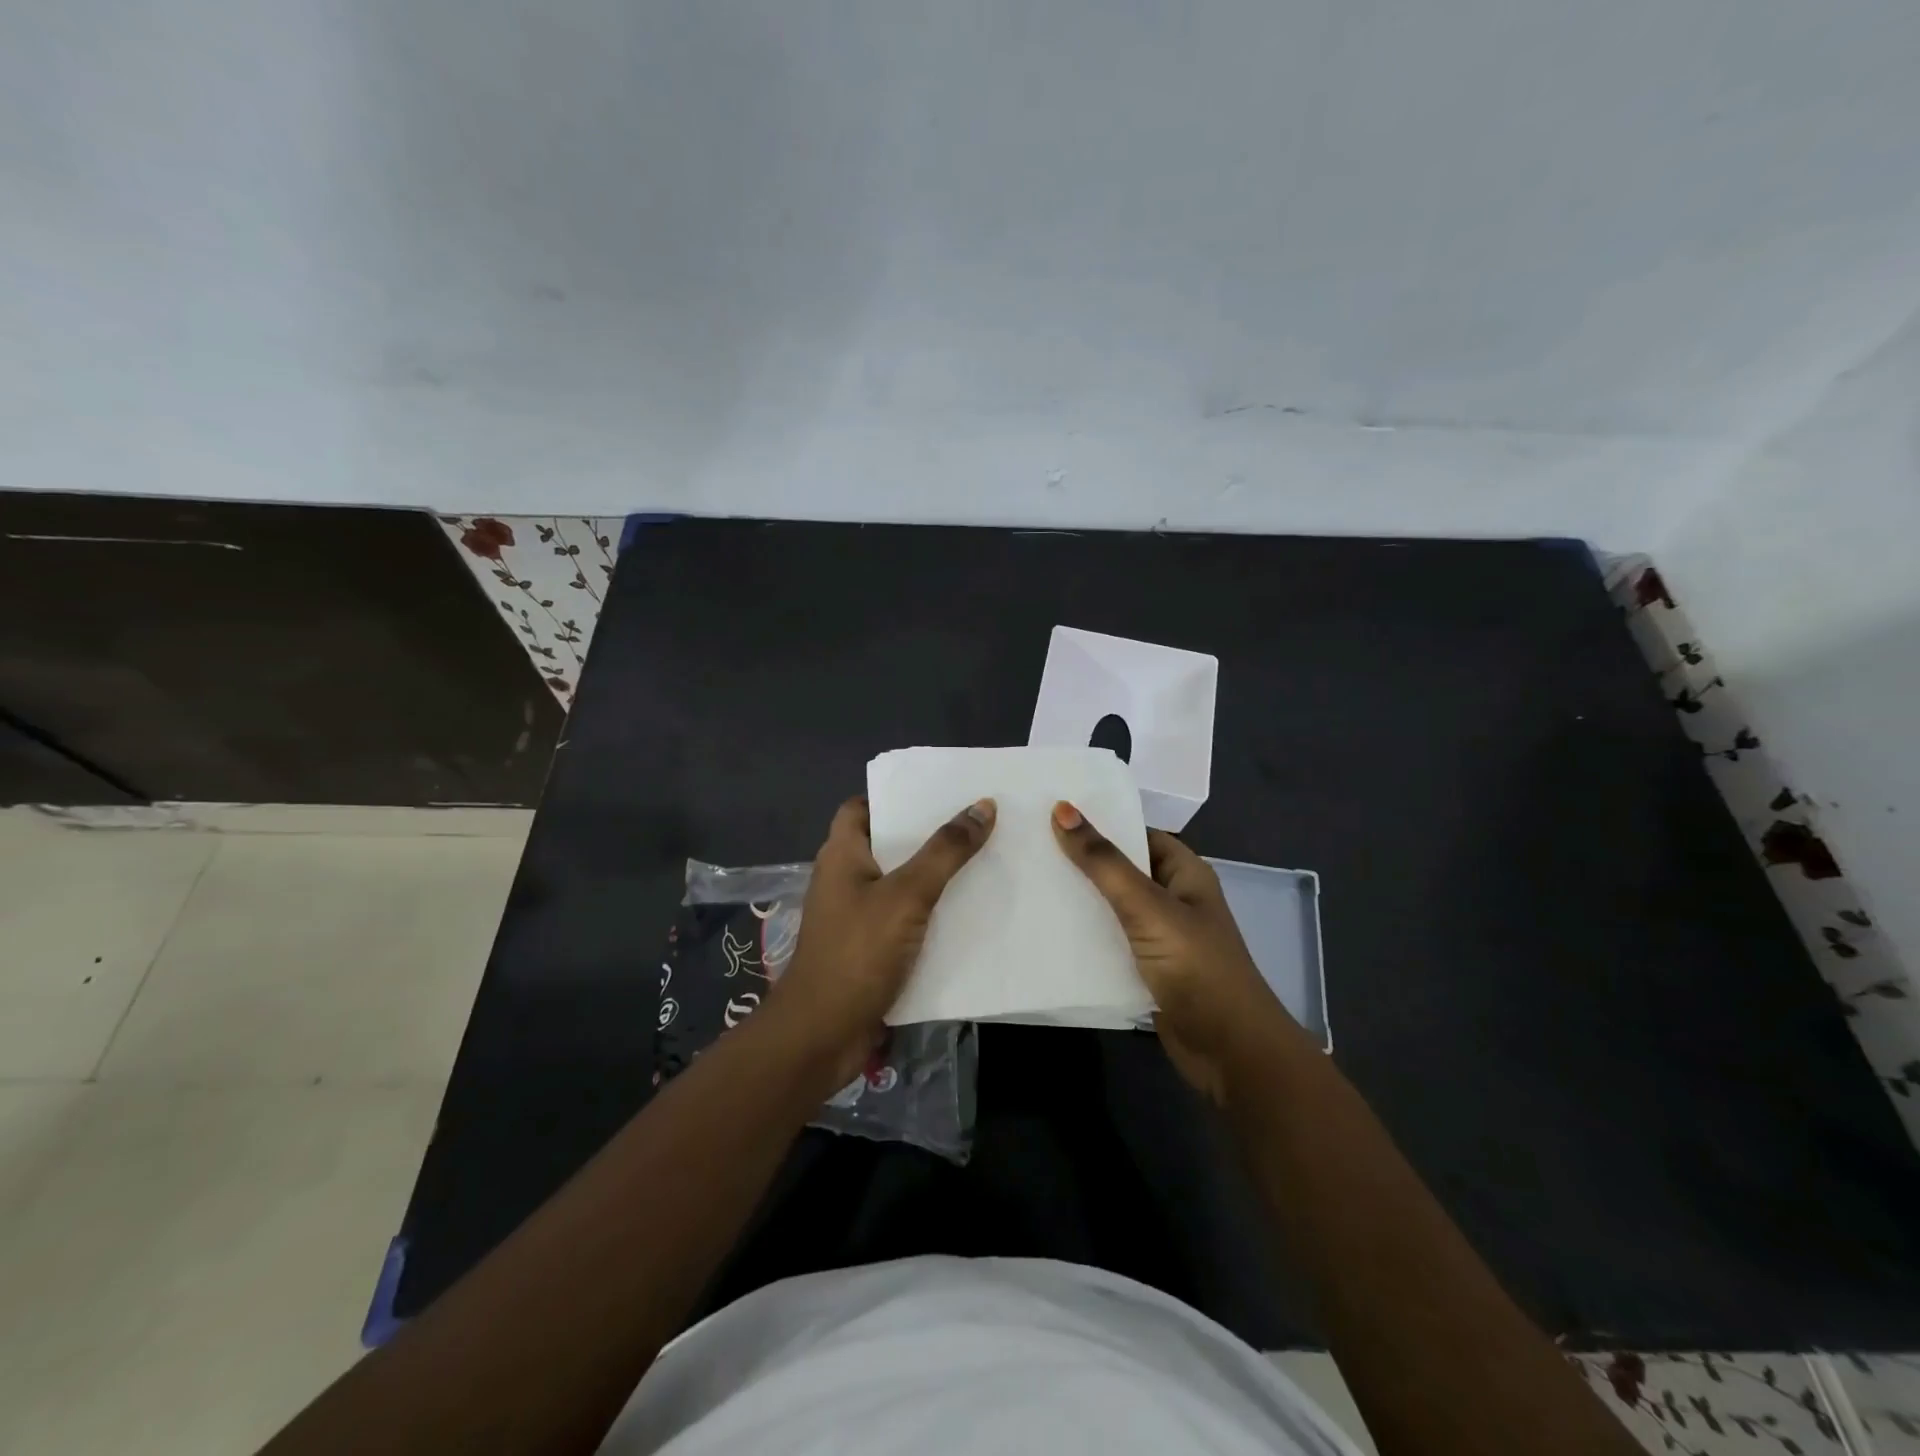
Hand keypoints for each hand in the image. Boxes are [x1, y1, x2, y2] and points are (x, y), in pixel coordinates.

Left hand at [773, 795, 995, 1083]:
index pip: (862, 807)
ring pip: (900, 884)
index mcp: (842, 854)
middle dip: (928, 835)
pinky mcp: (869, 949)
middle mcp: (845, 879)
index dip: (895, 796)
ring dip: (934, 876)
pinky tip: (968, 912)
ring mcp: (855, 917)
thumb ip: (945, 851)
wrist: (823, 1034)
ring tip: (983, 860)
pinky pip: (904, 920)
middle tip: (976, 822)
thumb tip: (982, 806)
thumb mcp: (907, 895)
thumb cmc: (858, 952)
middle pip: (888, 844)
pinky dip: (931, 914)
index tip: (938, 793)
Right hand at [1051, 801, 1298, 1104]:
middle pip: (1121, 870)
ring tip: (1026, 881)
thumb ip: (1104, 862)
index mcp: (1184, 873)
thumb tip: (1062, 809)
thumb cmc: (1196, 967)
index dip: (1100, 822)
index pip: (1137, 833)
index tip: (1051, 813)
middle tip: (1027, 846)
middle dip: (1081, 861)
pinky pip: (1109, 942)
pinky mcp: (1146, 970)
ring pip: (1111, 907)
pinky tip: (1045, 930)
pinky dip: (1083, 937)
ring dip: (1078, 900)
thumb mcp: (1147, 907)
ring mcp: (1160, 937)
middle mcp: (1173, 899)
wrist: (1229, 1051)